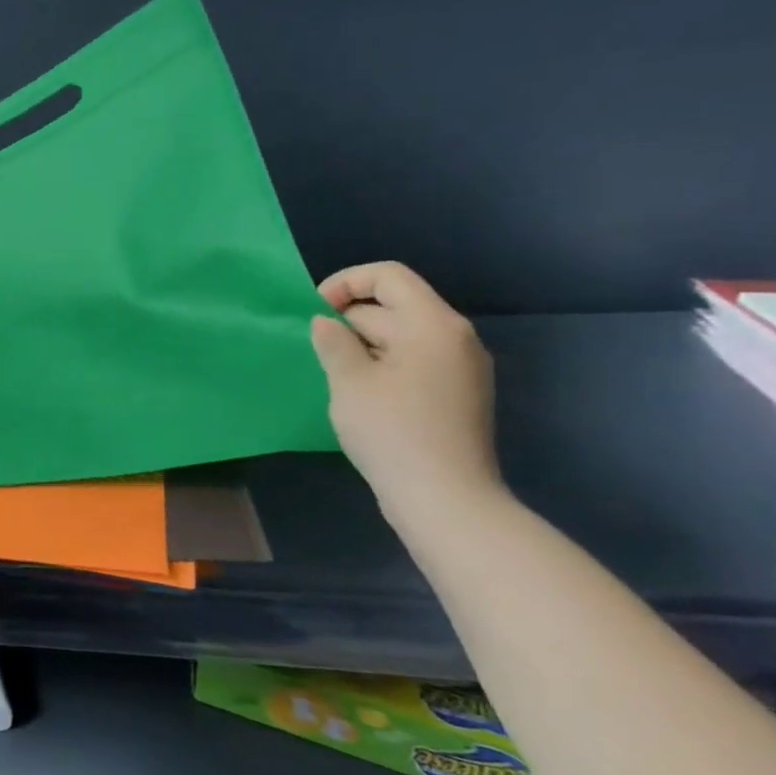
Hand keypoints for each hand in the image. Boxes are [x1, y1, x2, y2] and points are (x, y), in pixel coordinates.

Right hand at [309, 262, 504, 522]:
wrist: (445, 498)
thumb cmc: (392, 431)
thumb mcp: (349, 381)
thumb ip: (334, 342)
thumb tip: (326, 322)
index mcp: (433, 324)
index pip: (389, 276)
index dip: (345, 283)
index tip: (313, 312)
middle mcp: (455, 337)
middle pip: (394, 306)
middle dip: (349, 320)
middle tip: (318, 353)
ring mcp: (461, 367)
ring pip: (401, 336)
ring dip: (363, 345)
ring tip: (335, 375)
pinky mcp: (457, 394)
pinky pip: (413, 361)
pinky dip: (382, 364)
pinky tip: (361, 394)